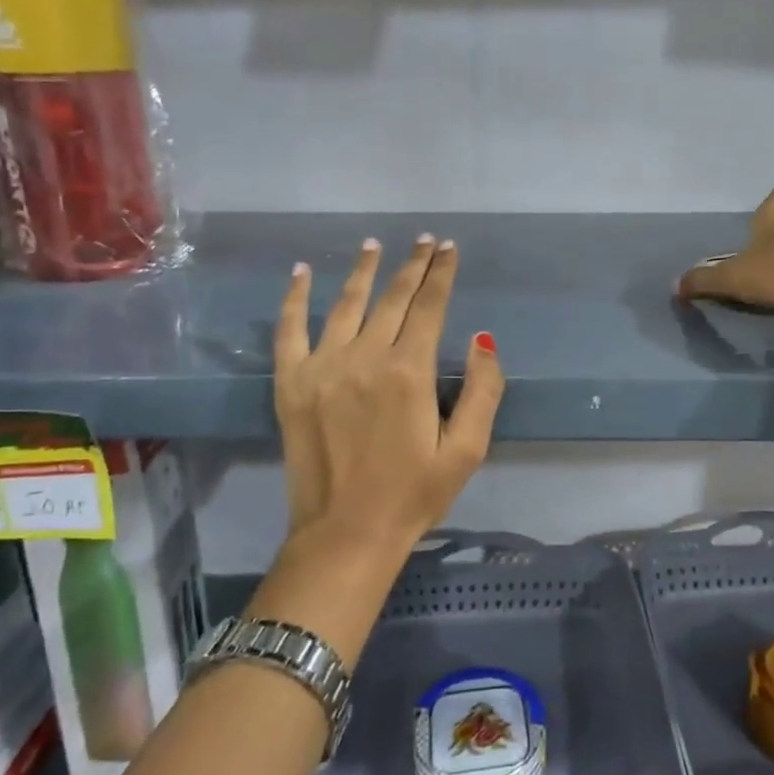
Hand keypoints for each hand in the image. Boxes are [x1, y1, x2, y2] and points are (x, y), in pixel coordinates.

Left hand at [273, 236, 503, 560]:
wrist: (346, 534)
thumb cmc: (414, 494)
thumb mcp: (467, 450)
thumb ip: (484, 390)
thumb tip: (481, 338)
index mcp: (410, 372)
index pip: (430, 306)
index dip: (442, 274)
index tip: (449, 249)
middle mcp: (365, 357)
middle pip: (392, 298)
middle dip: (412, 265)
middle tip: (425, 240)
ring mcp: (322, 367)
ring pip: (346, 303)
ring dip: (362, 270)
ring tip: (374, 245)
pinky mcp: (291, 383)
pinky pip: (289, 329)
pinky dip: (294, 297)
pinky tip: (301, 272)